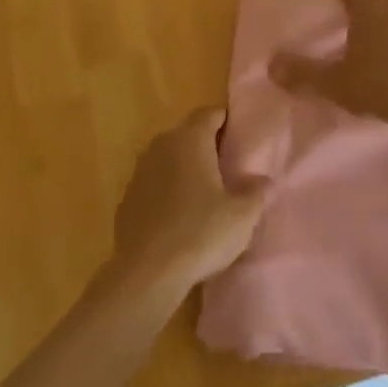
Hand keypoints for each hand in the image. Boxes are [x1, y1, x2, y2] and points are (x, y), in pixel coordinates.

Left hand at [109, 108, 270, 299]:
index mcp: (190, 140)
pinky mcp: (127, 199)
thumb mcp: (243, 215)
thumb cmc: (201, 234)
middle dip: (206, 143)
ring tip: (205, 191)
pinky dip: (167, 189)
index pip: (210, 113)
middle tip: (228, 165)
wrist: (147, 273)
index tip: (241, 137)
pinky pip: (154, 183)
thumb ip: (256, 191)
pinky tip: (179, 215)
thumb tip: (261, 179)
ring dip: (185, 167)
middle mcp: (161, 146)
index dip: (226, 120)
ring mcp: (139, 172)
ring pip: (168, 157)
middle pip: (187, 133)